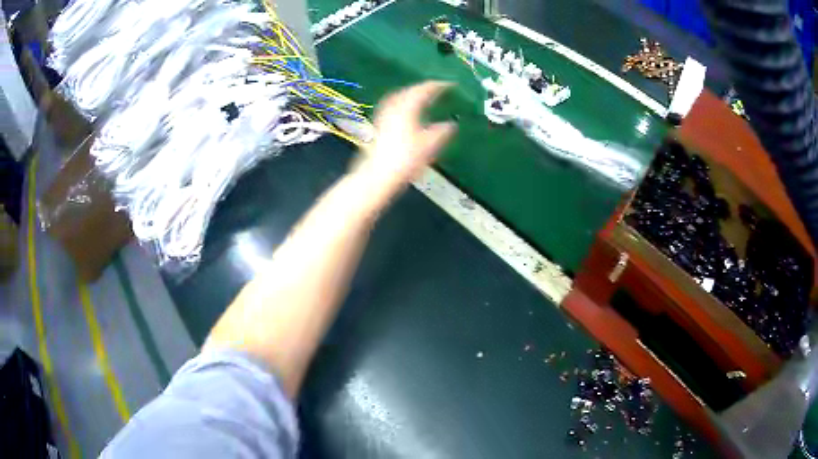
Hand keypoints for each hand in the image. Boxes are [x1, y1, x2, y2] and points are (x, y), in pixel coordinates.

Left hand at [355, 81, 456, 197]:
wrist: (378, 174)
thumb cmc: (405, 159)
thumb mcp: (429, 146)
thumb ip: (442, 132)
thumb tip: (452, 124)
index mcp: (407, 107)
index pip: (424, 89)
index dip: (438, 85)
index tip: (451, 84)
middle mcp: (394, 106)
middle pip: (410, 90)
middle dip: (424, 88)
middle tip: (437, 88)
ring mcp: (384, 115)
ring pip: (399, 97)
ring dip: (412, 94)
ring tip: (422, 97)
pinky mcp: (379, 124)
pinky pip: (393, 105)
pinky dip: (403, 103)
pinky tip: (405, 111)